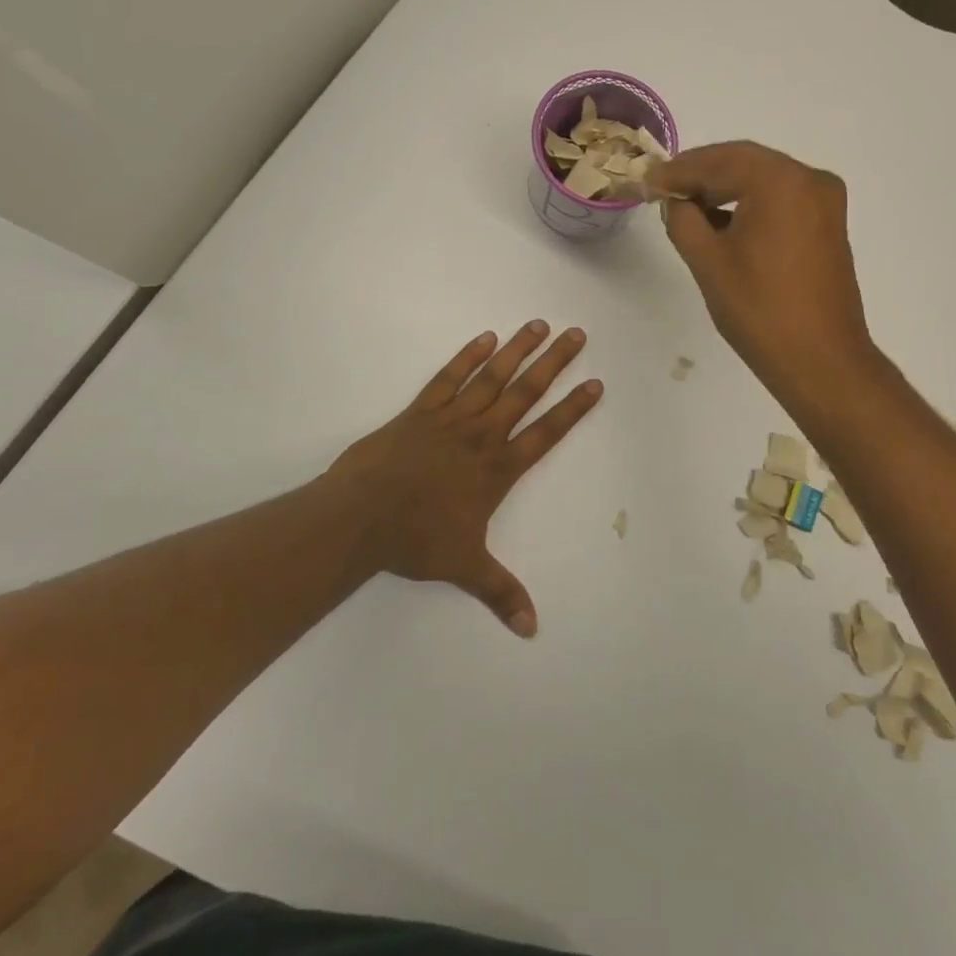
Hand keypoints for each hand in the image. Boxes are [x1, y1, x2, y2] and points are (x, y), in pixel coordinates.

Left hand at [324, 322, 601, 636]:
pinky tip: (486, 338)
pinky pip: (449, 377)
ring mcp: (451, 418)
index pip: (546, 432)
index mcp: (498, 469)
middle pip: (526, 392)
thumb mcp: (464, 567)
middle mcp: (482, 435)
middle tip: (577, 335)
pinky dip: (468, 356)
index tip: (596, 383)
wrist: (360, 517)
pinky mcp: (421, 410)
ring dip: (519, 350)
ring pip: (493, 377)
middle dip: (555, 363)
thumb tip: (531, 630)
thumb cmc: (416, 540)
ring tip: (540, 325)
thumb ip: (501, 592)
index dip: (573, 408)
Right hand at [647, 142, 875, 398]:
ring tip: (687, 206)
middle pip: (744, 162)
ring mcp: (825, 201)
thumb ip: (683, 219)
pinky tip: (723, 220)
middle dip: (702, 174)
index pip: (718, 161)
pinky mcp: (829, 224)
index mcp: (781, 181)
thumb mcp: (708, 261)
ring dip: (726, 187)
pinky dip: (752, 203)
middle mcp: (810, 179)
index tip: (647, 181)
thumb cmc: (760, 311)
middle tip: (663, 189)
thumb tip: (675, 201)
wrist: (821, 361)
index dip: (678, 171)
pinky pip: (783, 199)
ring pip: (764, 179)